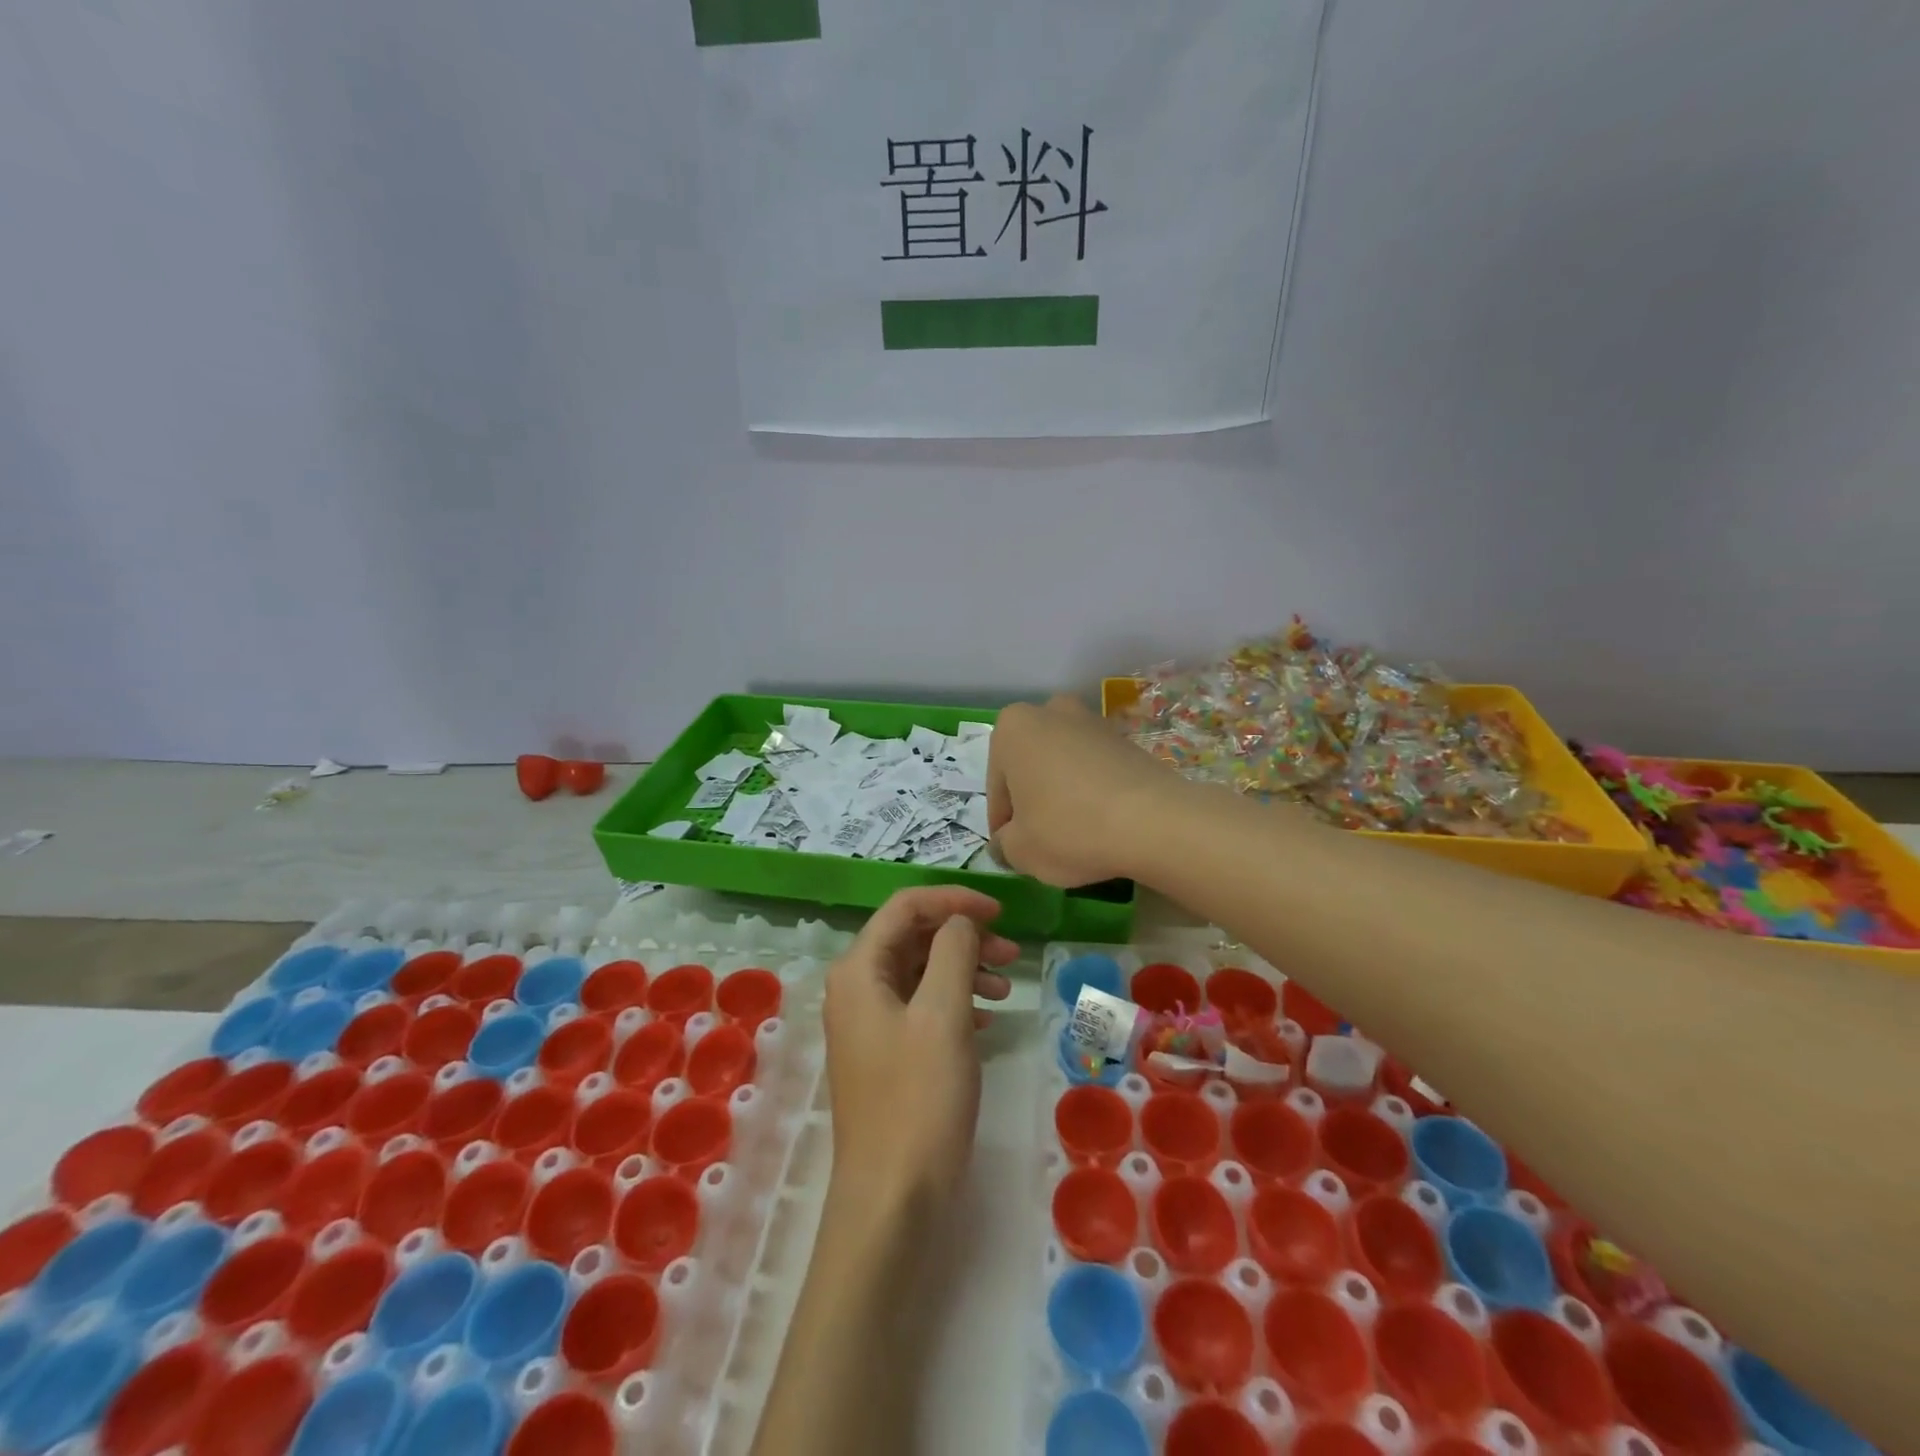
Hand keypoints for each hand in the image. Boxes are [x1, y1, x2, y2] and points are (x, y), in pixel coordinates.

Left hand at [823, 887, 1015, 1205]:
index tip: (1000, 912)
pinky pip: (922, 1008)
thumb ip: (954, 951)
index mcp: (859, 969)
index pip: (906, 906)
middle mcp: (856, 988)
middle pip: (914, 937)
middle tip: (1012, 953)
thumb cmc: (919, 1099)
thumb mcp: (943, 1014)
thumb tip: (960, 921)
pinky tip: (986, 1021)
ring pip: (921, 973)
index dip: (954, 900)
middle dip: (963, 937)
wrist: (893, 1200)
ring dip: (964, 970)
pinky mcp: (886, 1054)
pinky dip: (955, 1003)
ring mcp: (869, 1023)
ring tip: (1005, 990)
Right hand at [987, 694, 1187, 886]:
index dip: (1004, 825)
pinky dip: (1092, 794)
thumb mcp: (1019, 850)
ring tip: (1075, 835)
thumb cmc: (1069, 828)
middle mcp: (1050, 712)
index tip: (1015, 851)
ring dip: (1062, 795)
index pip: (996, 787)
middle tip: (1042, 841)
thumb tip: (1008, 842)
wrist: (1154, 821)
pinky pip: (1095, 771)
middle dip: (1032, 801)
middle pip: (1029, 769)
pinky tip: (1102, 825)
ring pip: (1063, 767)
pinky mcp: (1126, 740)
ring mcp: (1093, 722)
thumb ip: (1003, 845)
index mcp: (1012, 727)